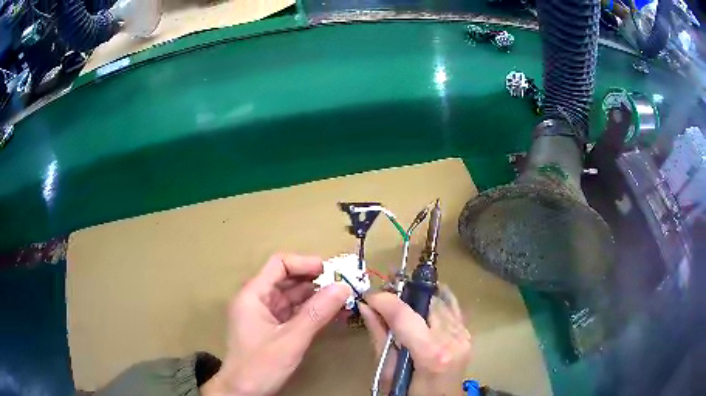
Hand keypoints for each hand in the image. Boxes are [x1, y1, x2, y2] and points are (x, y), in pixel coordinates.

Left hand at [202, 254, 350, 395]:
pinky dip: (312, 313)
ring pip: (293, 297)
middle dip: (315, 281)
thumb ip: (317, 313)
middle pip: (287, 280)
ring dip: (316, 298)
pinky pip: (294, 314)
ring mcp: (264, 315)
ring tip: (343, 301)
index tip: (330, 271)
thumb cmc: (260, 365)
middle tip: (343, 286)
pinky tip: (332, 316)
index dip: (304, 263)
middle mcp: (257, 300)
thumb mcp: (290, 340)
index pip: (279, 264)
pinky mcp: (272, 329)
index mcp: (253, 295)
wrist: (242, 393)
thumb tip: (342, 287)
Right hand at [360, 286, 471, 394]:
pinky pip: (452, 307)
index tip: (368, 296)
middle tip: (384, 298)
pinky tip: (423, 307)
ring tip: (401, 301)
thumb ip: (380, 338)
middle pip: (426, 301)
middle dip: (403, 294)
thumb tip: (366, 308)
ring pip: (441, 299)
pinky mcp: (467, 334)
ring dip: (419, 297)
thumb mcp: (388, 373)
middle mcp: (452, 339)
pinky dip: (435, 302)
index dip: (384, 300)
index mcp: (431, 354)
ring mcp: (463, 335)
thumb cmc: (410, 394)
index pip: (405, 315)